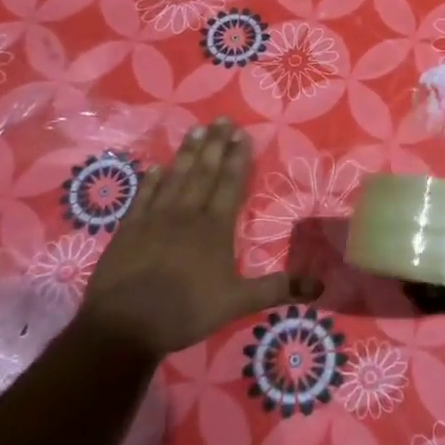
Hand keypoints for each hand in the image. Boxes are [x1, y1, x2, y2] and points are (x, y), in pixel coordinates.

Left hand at [81, 120, 296, 360]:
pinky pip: (144, 196)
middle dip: (215, 145)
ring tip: (196, 130)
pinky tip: (157, 166)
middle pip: (204, 172)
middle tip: (221, 119)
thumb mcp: (237, 303)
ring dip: (187, 153)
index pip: (230, 184)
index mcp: (215, 227)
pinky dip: (152, 179)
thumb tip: (320, 288)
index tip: (241, 133)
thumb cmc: (186, 310)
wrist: (125, 324)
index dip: (237, 158)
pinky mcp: (129, 229)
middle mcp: (186, 214)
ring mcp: (155, 218)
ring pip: (175, 177)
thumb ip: (277, 289)